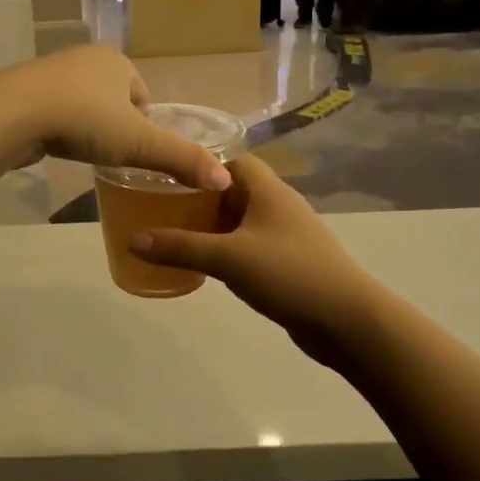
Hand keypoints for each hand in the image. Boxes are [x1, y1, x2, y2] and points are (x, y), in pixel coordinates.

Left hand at [0, 45, 230, 190]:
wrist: (11, 114)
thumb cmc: (83, 120)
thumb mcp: (138, 143)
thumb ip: (181, 159)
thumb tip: (225, 180)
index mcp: (117, 61)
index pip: (143, 97)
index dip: (145, 126)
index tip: (137, 152)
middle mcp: (85, 59)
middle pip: (114, 100)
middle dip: (116, 127)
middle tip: (113, 158)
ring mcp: (52, 72)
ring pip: (83, 105)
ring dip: (87, 128)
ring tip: (85, 154)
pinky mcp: (25, 91)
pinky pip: (55, 111)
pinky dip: (60, 129)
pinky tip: (57, 147)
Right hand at [130, 156, 377, 360]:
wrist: (347, 320)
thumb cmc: (289, 274)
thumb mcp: (228, 258)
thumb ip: (180, 247)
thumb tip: (132, 238)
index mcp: (268, 190)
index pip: (231, 159)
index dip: (199, 162)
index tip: (164, 170)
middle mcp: (278, 205)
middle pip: (232, 189)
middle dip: (198, 195)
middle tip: (159, 203)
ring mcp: (285, 235)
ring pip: (240, 220)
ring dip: (211, 224)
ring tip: (173, 231)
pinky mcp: (287, 262)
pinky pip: (249, 246)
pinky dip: (225, 249)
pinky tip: (204, 263)